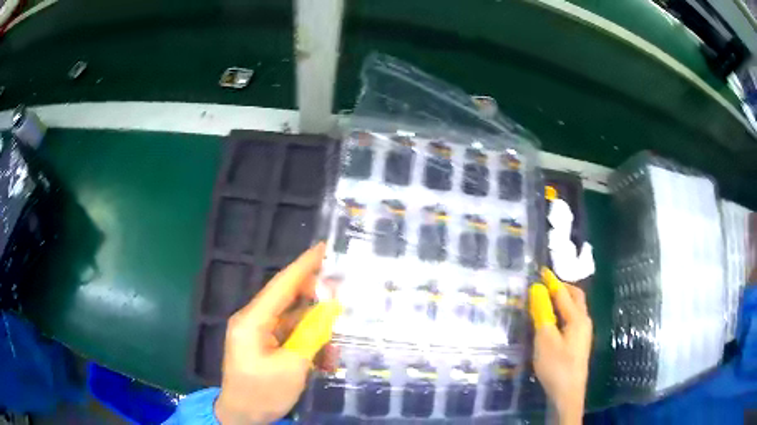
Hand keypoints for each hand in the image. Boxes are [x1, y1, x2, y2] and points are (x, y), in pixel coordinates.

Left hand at [215, 243, 341, 424]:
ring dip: (316, 328)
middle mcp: (253, 320)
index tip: (324, 247)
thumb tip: (329, 310)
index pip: (281, 285)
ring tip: (337, 338)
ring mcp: (259, 333)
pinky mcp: (265, 345)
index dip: (304, 265)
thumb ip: (311, 336)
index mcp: (253, 320)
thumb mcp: (293, 367)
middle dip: (316, 297)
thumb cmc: (263, 392)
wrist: (243, 415)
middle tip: (343, 295)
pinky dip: (308, 342)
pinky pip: (290, 335)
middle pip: (288, 299)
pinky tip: (325, 358)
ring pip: (293, 320)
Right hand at [530, 267, 592, 424]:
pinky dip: (563, 313)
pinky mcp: (579, 344)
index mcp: (577, 318)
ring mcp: (583, 334)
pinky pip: (572, 320)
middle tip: (546, 285)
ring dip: (563, 301)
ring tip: (547, 301)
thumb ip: (542, 313)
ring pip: (575, 309)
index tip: (542, 271)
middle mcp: (584, 322)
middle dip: (563, 288)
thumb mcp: (545, 339)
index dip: (552, 281)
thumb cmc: (556, 365)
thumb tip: (537, 291)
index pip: (564, 293)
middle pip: (576, 298)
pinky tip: (554, 322)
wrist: (568, 393)